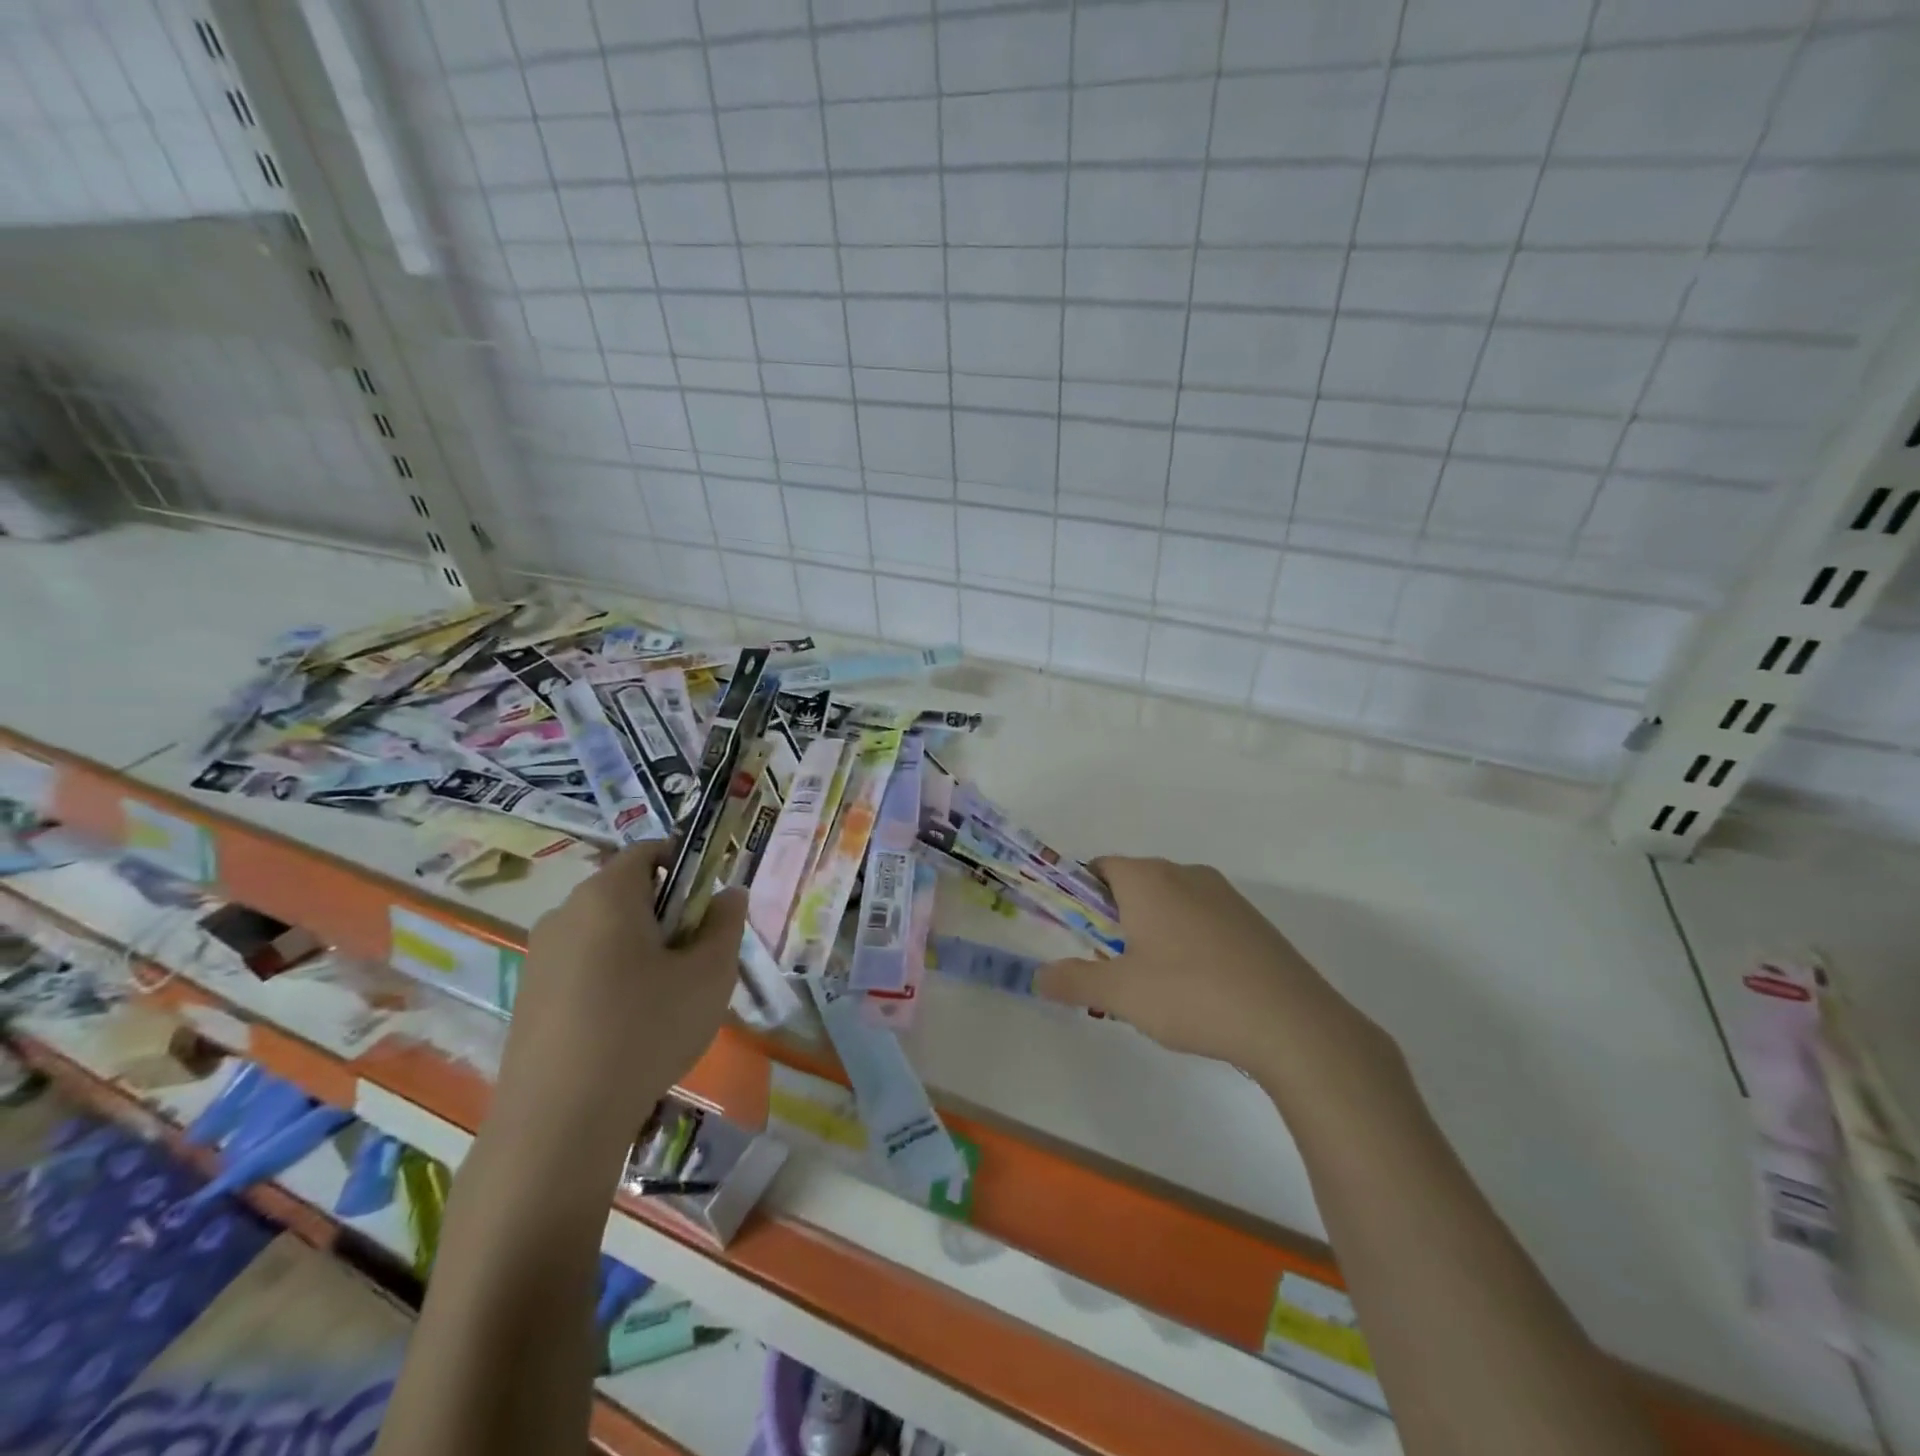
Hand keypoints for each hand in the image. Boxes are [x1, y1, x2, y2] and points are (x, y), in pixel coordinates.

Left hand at [494, 842, 746, 1150]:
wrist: (558, 1122)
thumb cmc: (646, 1029)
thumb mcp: (710, 974)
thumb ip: (726, 924)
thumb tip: (728, 894)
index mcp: (608, 894)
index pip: (649, 851)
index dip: (687, 864)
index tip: (708, 904)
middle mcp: (565, 912)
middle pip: (627, 891)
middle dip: (666, 912)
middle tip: (695, 957)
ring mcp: (539, 955)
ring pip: (604, 931)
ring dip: (639, 947)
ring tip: (664, 998)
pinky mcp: (527, 995)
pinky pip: (581, 964)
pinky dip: (610, 976)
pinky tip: (626, 1025)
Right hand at [1034, 857, 1382, 1078]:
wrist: (1292, 1024)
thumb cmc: (1192, 995)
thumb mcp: (1122, 994)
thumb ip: (1074, 980)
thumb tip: (1038, 976)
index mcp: (1149, 878)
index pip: (1099, 868)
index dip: (1080, 897)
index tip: (1078, 936)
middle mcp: (1185, 874)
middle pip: (1133, 884)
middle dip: (1115, 920)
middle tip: (1111, 967)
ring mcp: (1224, 895)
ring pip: (1169, 903)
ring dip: (1151, 932)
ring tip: (1154, 985)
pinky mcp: (1251, 921)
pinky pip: (1201, 919)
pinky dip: (1186, 941)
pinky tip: (1196, 988)